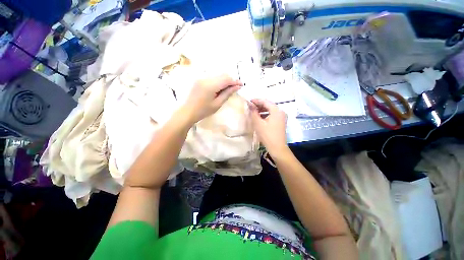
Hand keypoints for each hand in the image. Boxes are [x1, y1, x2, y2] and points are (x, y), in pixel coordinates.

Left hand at [182, 74, 241, 123]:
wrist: (188, 111)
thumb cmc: (203, 111)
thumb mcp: (217, 104)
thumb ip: (227, 93)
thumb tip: (237, 87)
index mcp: (211, 85)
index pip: (226, 79)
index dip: (235, 81)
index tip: (242, 85)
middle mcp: (206, 78)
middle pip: (222, 75)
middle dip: (231, 80)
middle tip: (236, 87)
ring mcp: (202, 78)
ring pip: (217, 75)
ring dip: (225, 80)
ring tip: (229, 88)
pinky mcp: (199, 80)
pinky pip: (212, 77)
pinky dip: (219, 81)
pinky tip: (220, 88)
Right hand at [249, 99, 287, 154]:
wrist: (277, 148)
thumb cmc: (267, 135)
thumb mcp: (258, 123)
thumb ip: (253, 112)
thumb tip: (250, 105)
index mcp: (276, 110)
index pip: (265, 101)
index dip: (256, 100)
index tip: (249, 101)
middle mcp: (281, 112)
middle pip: (269, 105)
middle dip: (259, 105)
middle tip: (250, 106)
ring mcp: (282, 117)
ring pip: (270, 110)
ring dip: (262, 110)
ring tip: (254, 111)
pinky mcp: (281, 122)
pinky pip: (272, 115)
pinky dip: (266, 114)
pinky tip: (260, 117)